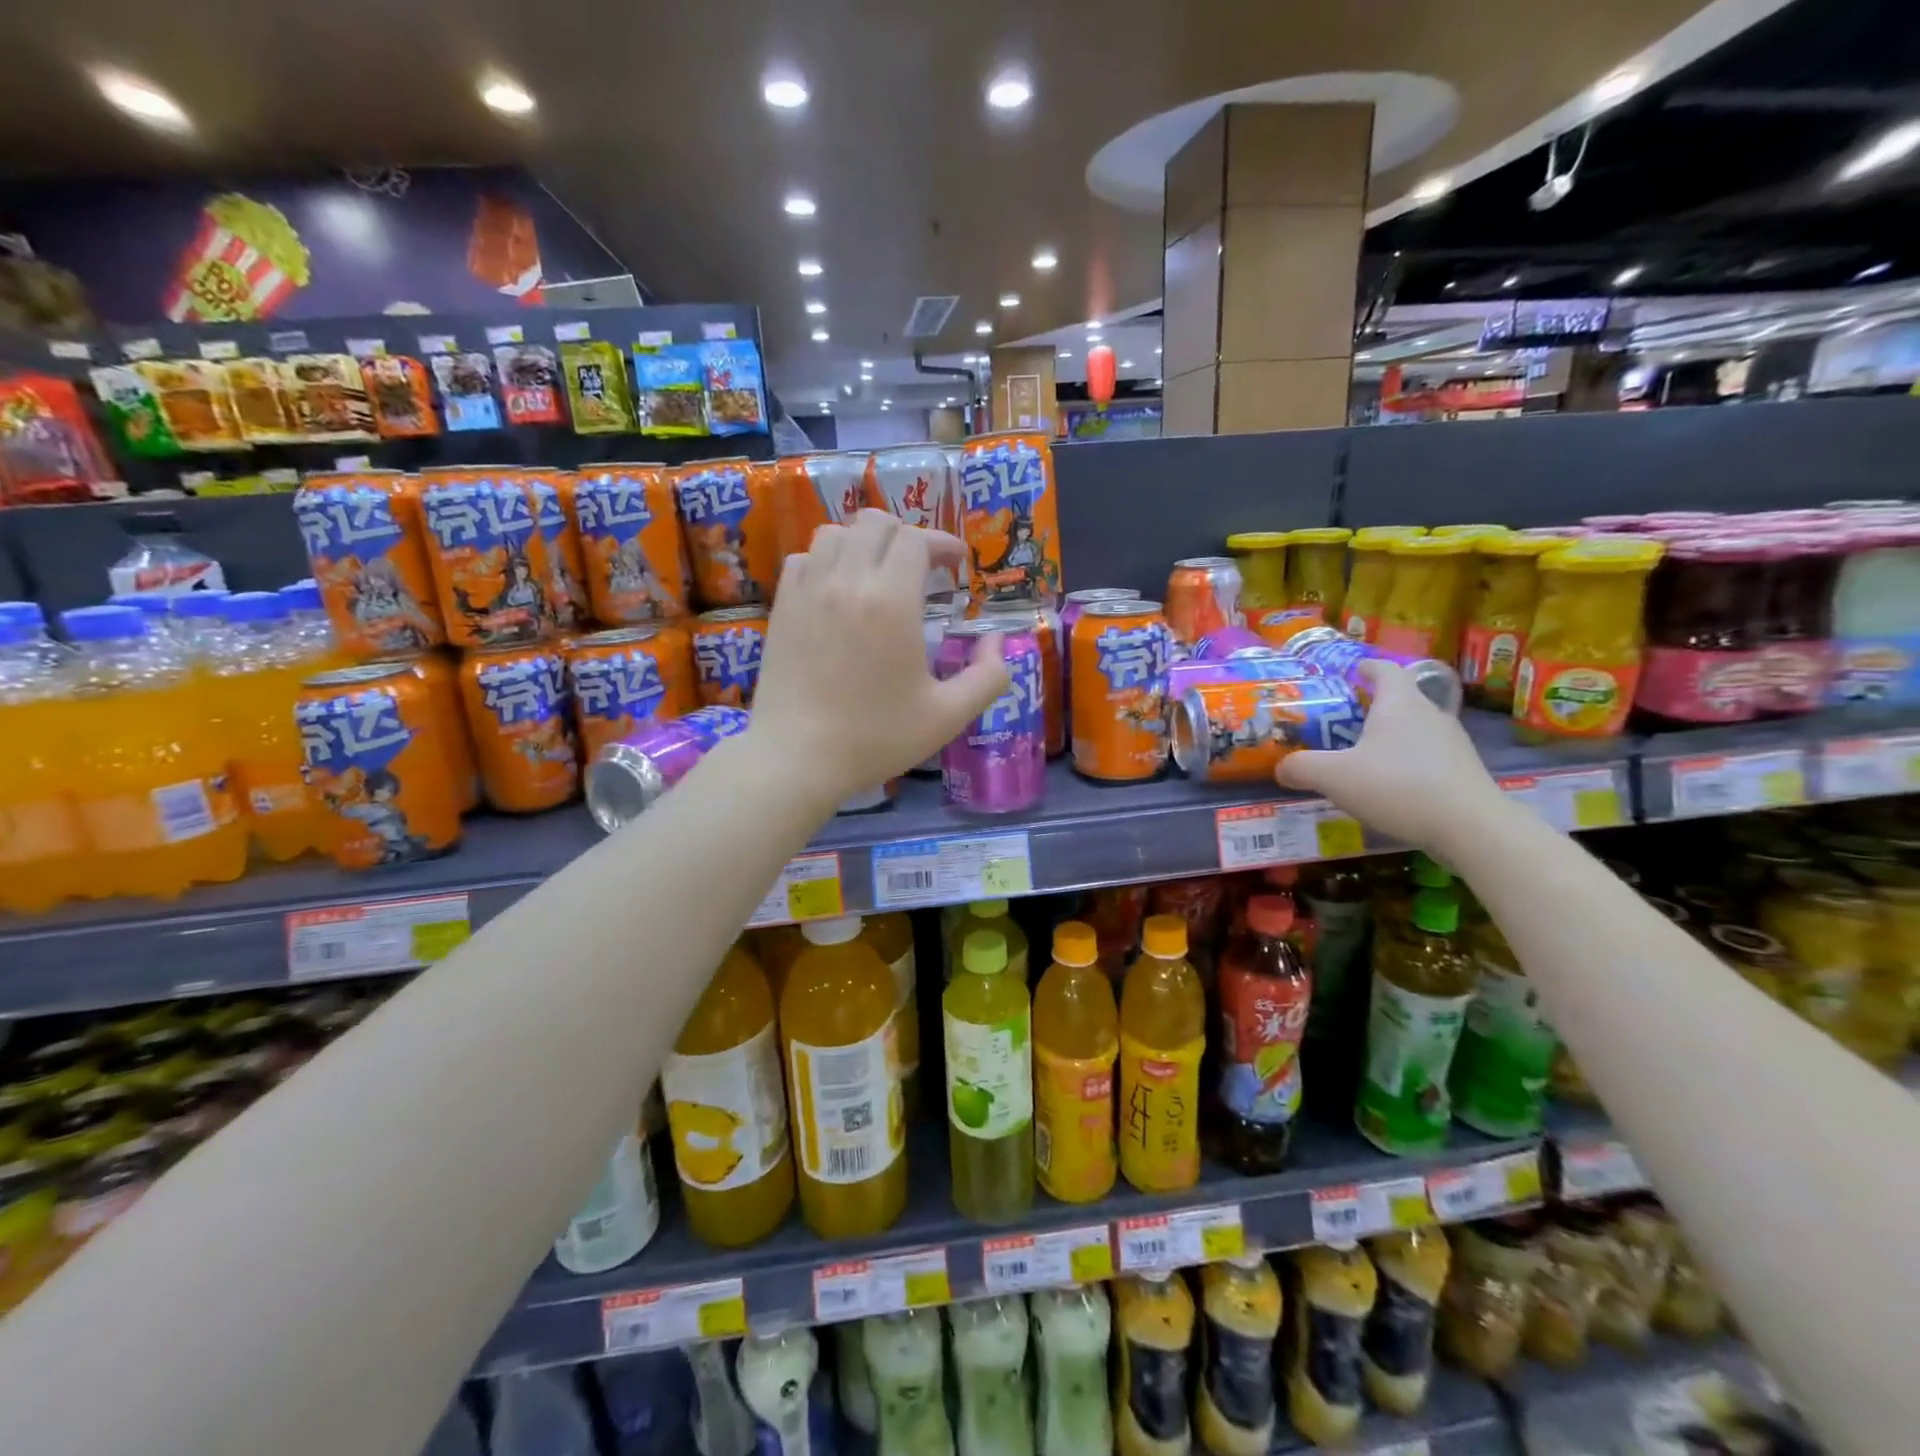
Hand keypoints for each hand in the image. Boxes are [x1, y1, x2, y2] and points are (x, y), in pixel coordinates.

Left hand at [751, 511, 1009, 805]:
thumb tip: (997, 642)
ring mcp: (808, 591)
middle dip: (906, 535)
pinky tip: (838, 589)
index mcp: (892, 602)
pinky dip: (826, 560)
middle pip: (875, 522)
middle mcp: (848, 582)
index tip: (957, 565)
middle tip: (922, 568)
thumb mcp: (949, 716)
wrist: (797, 758)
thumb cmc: (876, 738)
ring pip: (835, 533)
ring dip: (864, 543)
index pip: (916, 539)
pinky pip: (803, 558)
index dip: (942, 544)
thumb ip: (989, 676)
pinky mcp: (782, 607)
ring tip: (879, 573)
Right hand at [1275, 662, 1505, 851]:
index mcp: (1399, 704)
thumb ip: (1302, 768)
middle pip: (1403, 699)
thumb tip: (1281, 768)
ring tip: (1367, 755)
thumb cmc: (1397, 786)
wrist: (1471, 827)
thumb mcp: (1334, 777)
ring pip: (1417, 729)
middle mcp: (1430, 714)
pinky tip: (1393, 785)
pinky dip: (1409, 762)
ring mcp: (1453, 743)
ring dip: (1393, 736)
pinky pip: (1430, 756)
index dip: (1368, 668)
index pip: (1386, 670)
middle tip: (1348, 719)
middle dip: (1376, 706)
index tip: (1354, 671)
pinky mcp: (1464, 772)